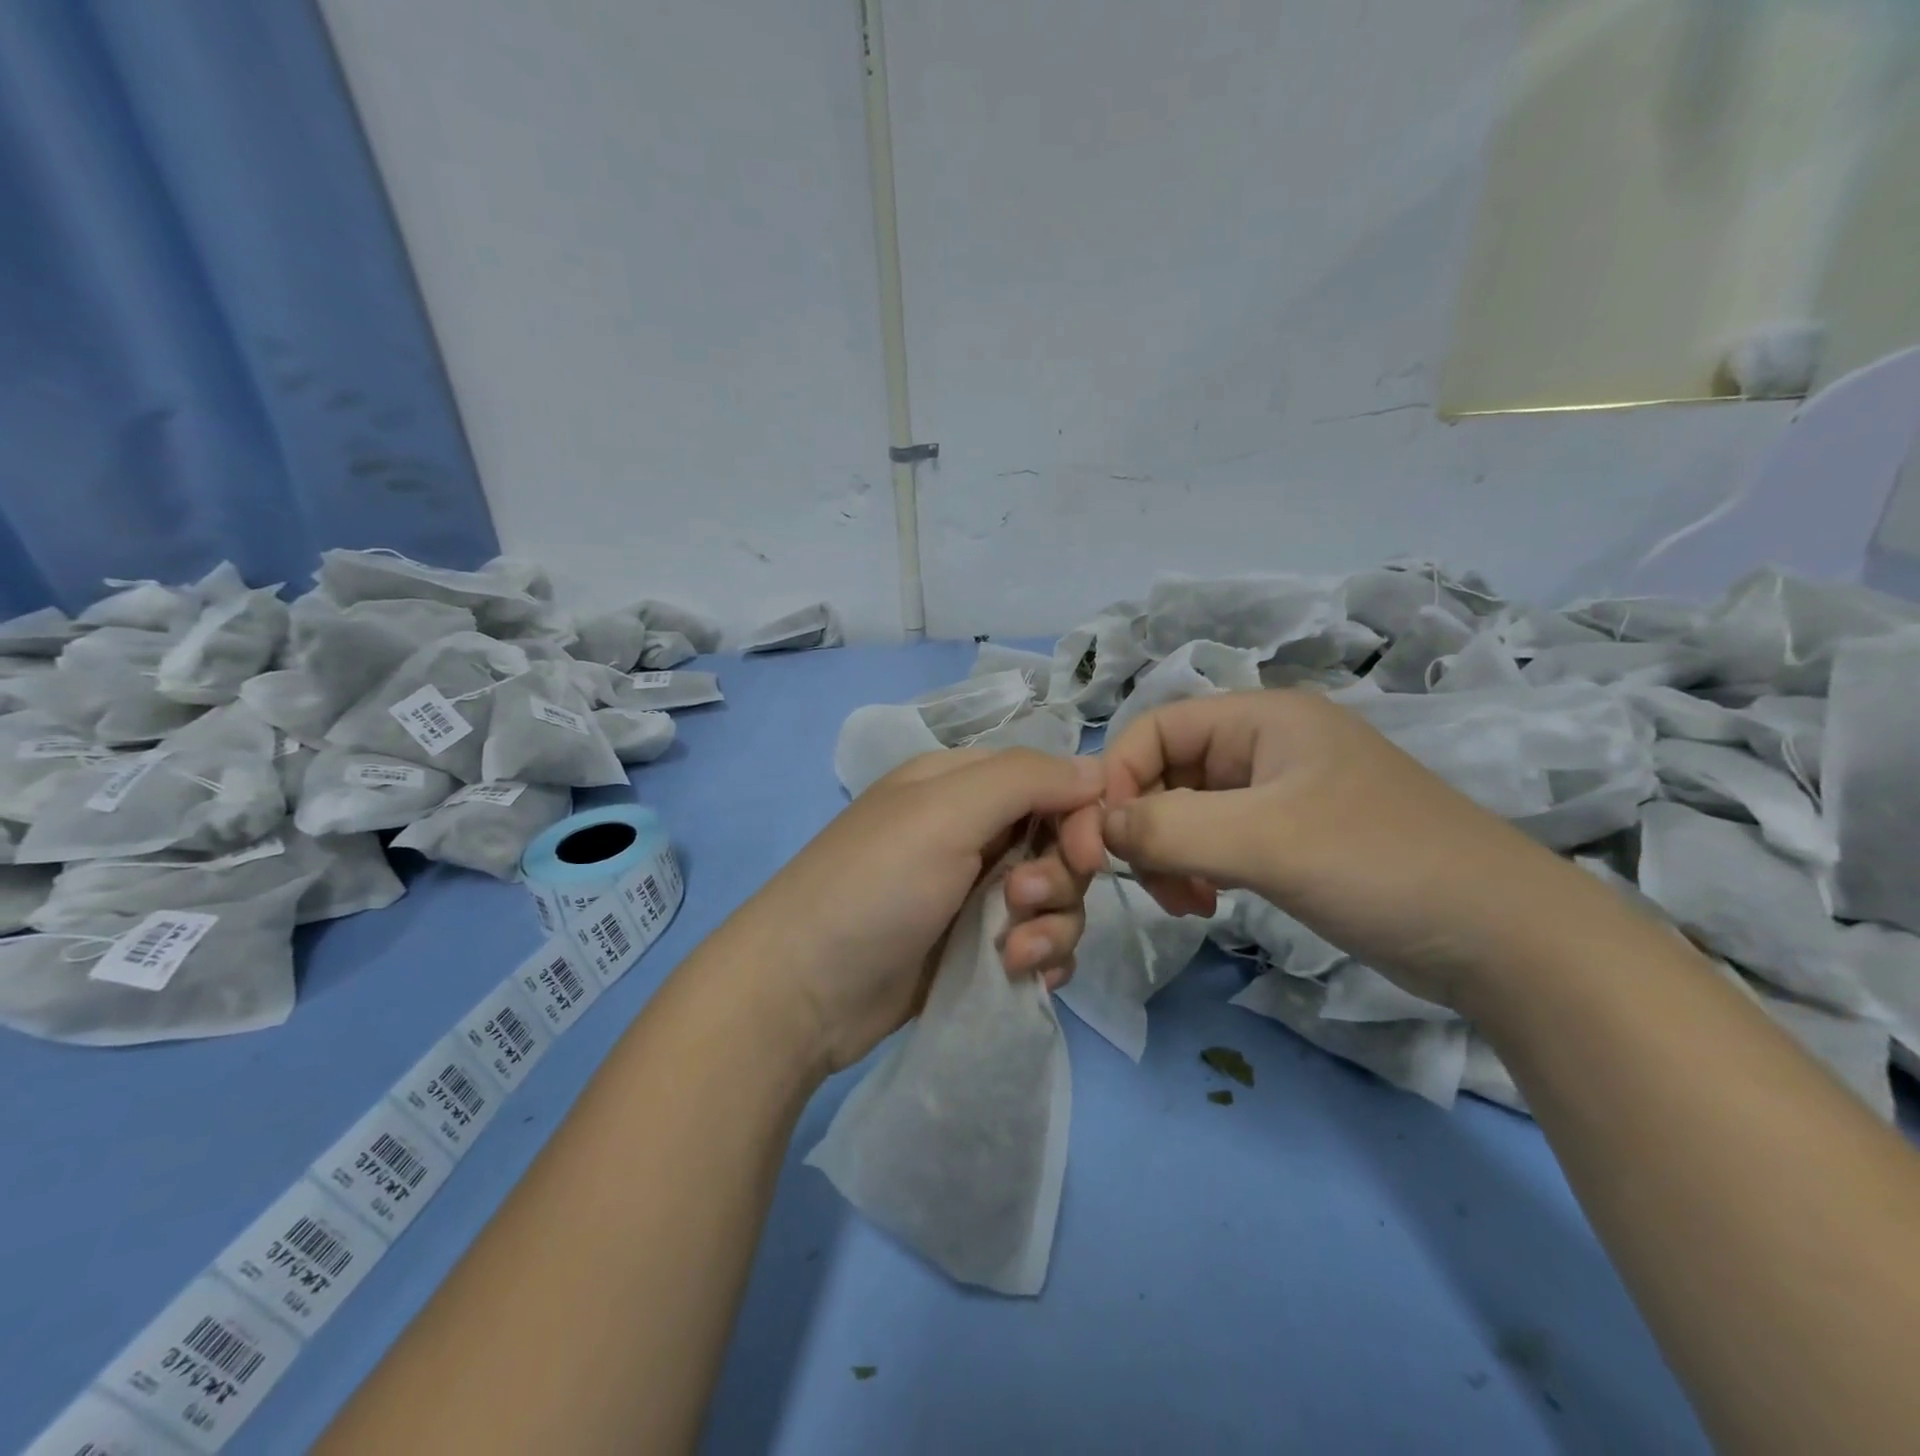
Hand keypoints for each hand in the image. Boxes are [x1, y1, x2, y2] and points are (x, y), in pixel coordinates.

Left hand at [742, 748, 1107, 1073]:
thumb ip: (1025, 780)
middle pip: (1059, 841)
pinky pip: (1041, 941)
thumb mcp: (944, 813)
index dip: (1079, 814)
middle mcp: (973, 831)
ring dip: (1051, 925)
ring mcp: (975, 892)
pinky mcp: (979, 947)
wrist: (803, 992)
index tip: (1086, 855)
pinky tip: (1020, 975)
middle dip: (1058, 876)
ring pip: (1057, 896)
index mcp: (961, 785)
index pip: (1051, 780)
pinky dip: (1042, 957)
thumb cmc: (874, 886)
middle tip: (1020, 901)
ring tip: (1012, 953)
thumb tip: (1098, 769)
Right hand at [1100, 690, 1580, 1009]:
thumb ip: (1170, 827)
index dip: (1119, 778)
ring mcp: (1280, 792)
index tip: (1108, 843)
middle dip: (1148, 826)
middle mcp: (1266, 744)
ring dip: (1171, 853)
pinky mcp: (1292, 837)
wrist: (1505, 939)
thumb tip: (1099, 827)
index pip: (1154, 728)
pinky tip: (1211, 903)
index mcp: (1262, 718)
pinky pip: (1217, 839)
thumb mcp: (1266, 841)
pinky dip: (1199, 868)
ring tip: (1189, 902)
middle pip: (1167, 771)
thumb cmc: (1381, 864)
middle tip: (1159, 886)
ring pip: (1188, 810)